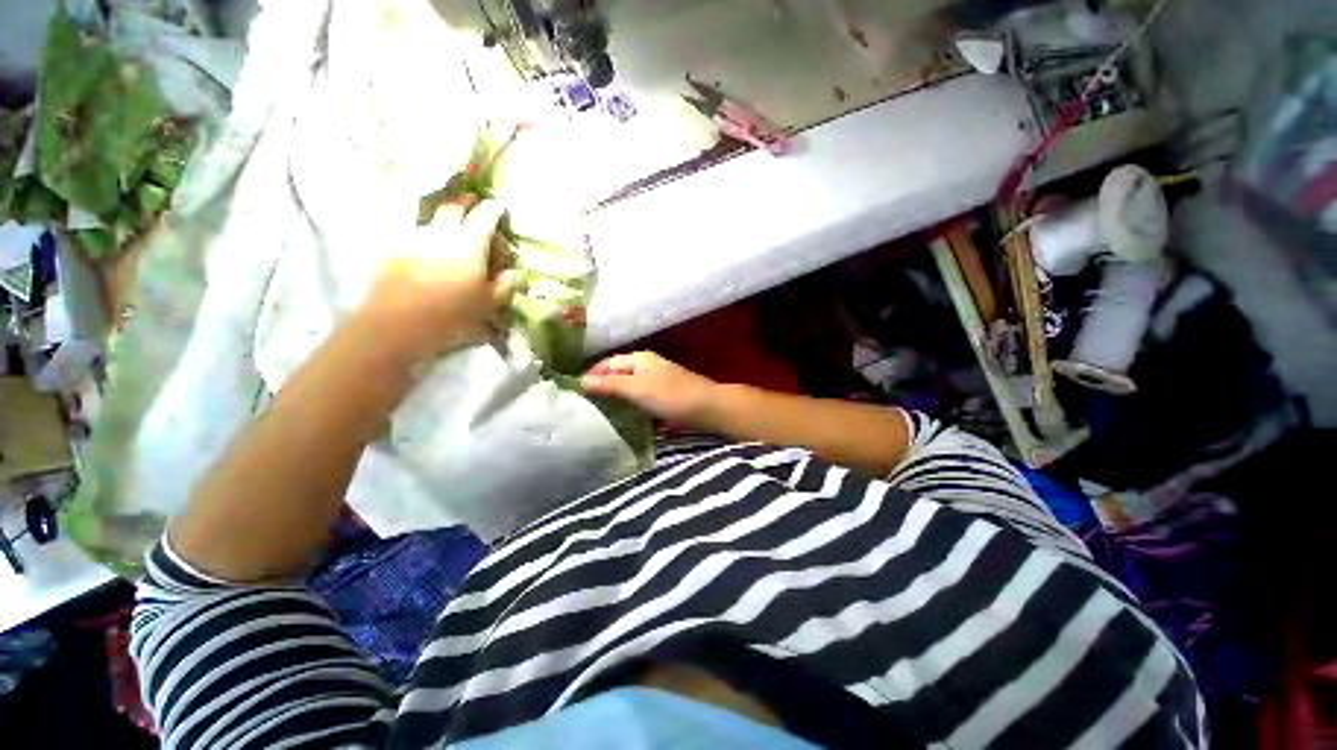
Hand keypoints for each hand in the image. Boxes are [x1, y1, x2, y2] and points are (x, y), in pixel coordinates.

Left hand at [362, 200, 518, 357]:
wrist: (397, 324)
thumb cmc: (452, 316)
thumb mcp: (488, 305)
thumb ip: (504, 286)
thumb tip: (514, 273)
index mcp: (470, 244)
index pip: (485, 216)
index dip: (494, 209)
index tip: (499, 206)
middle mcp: (441, 233)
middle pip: (453, 207)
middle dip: (465, 202)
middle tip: (473, 202)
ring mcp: (413, 238)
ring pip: (431, 219)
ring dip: (443, 218)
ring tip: (449, 227)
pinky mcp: (392, 250)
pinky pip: (413, 234)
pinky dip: (425, 235)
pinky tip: (426, 249)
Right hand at [582, 352, 717, 425]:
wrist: (708, 408)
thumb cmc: (672, 395)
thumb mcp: (638, 389)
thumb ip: (610, 385)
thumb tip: (581, 381)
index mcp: (639, 359)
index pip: (608, 363)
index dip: (591, 374)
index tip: (574, 391)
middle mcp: (646, 367)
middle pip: (617, 375)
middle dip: (601, 387)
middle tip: (582, 405)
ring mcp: (656, 382)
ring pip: (628, 389)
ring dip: (614, 399)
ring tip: (595, 414)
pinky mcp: (663, 398)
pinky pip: (639, 400)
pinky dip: (628, 407)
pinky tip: (619, 419)